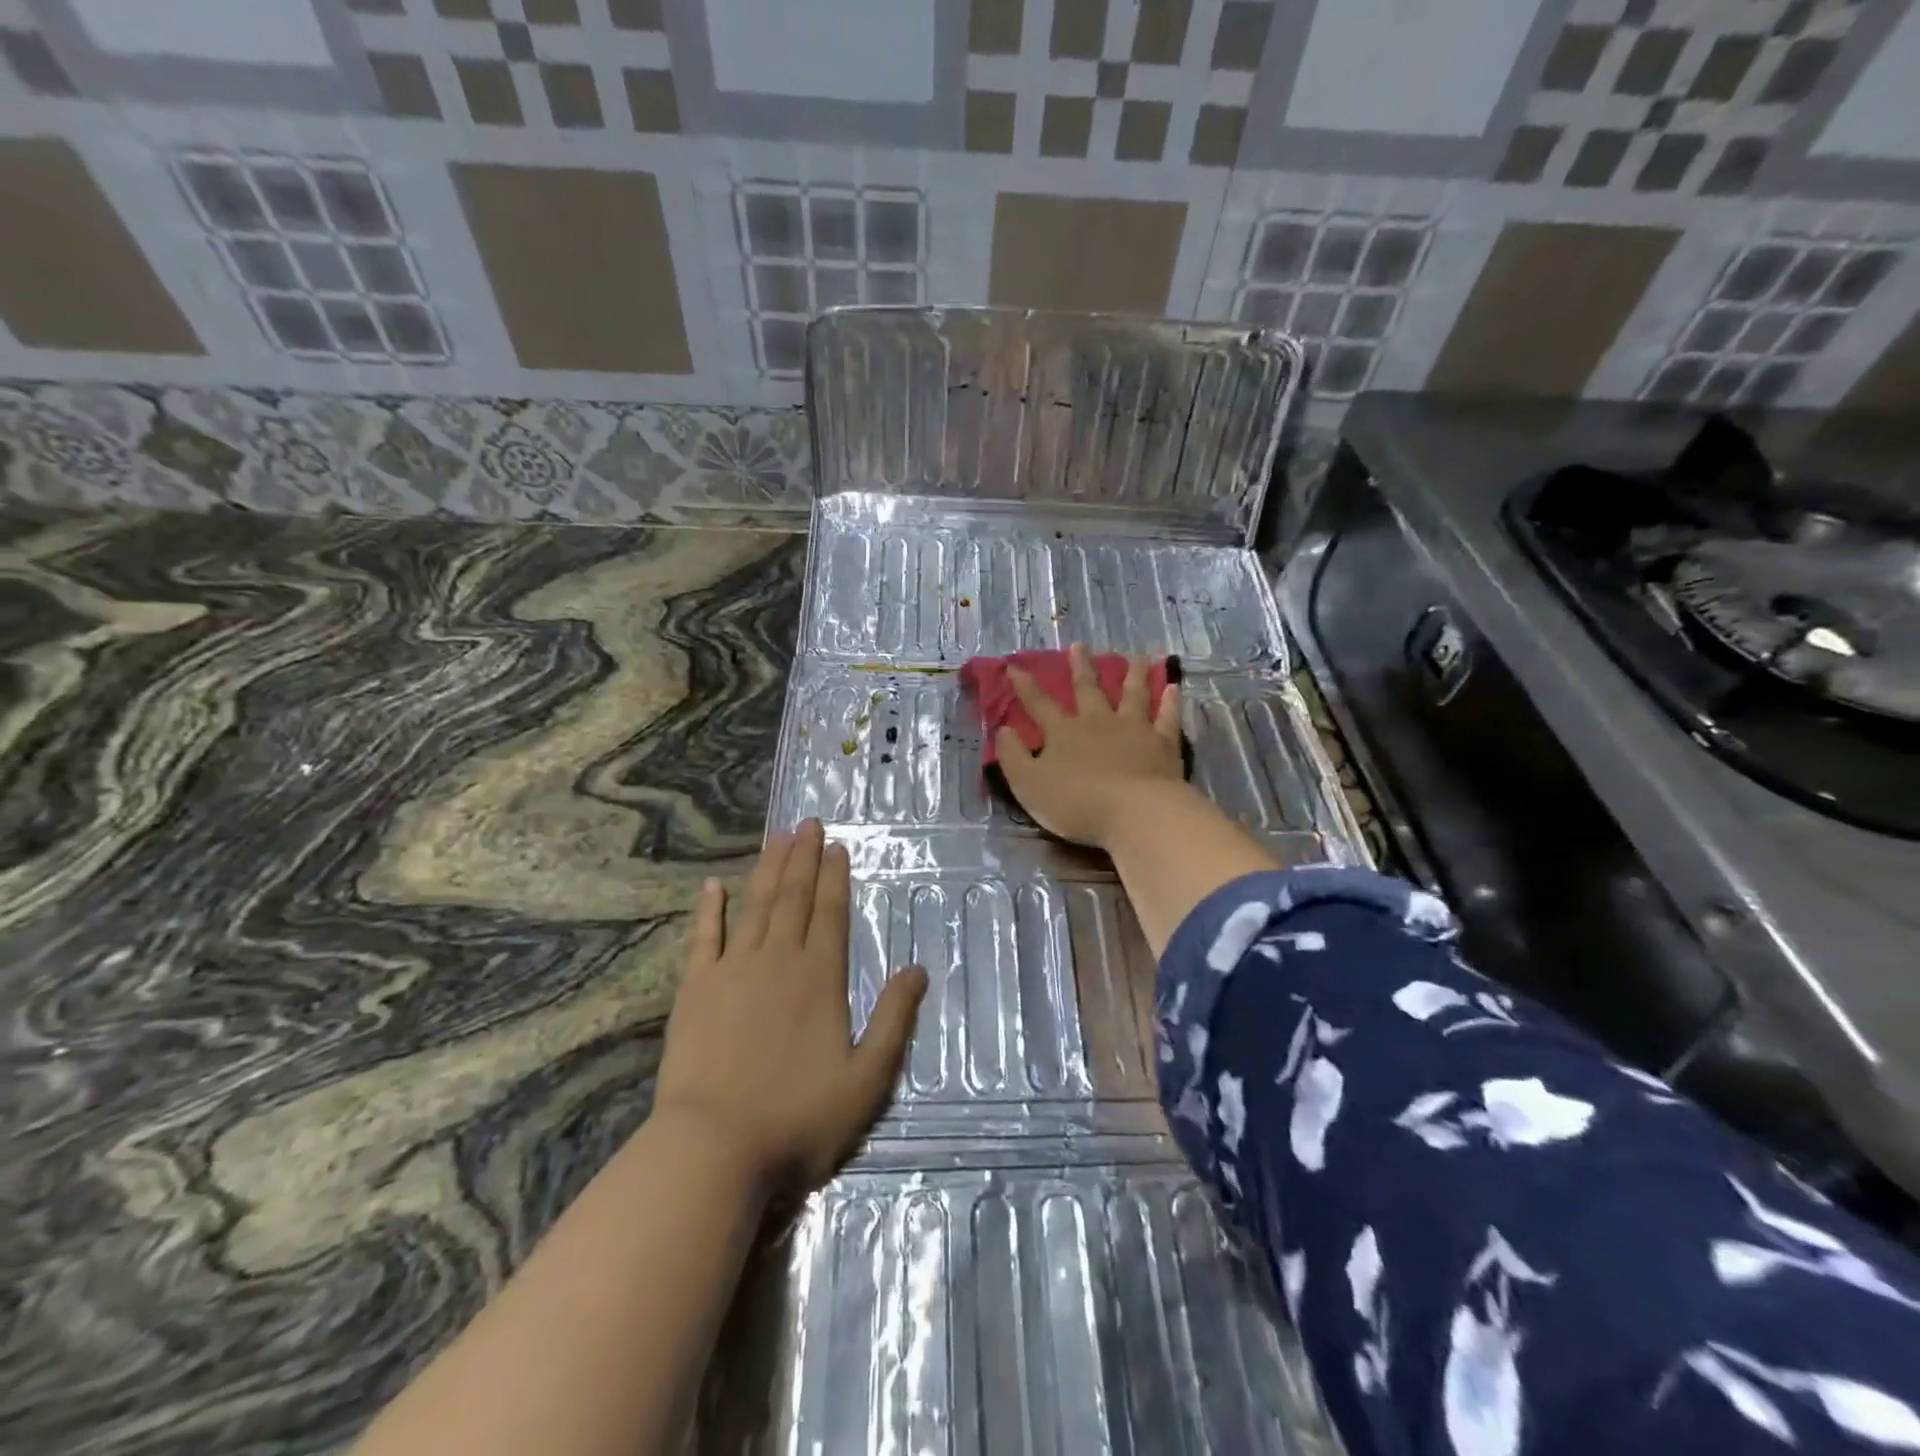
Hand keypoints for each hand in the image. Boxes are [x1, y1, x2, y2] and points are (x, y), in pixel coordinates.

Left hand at [653, 820, 926, 1195]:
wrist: (714, 1148)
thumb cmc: (797, 1118)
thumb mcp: (866, 1080)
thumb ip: (893, 1020)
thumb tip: (917, 969)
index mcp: (819, 978)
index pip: (830, 913)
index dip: (834, 877)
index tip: (837, 846)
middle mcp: (778, 960)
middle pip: (793, 898)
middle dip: (803, 858)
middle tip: (808, 823)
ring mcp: (732, 970)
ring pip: (754, 906)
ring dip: (767, 870)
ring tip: (777, 838)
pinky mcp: (695, 989)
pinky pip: (704, 937)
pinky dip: (709, 909)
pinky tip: (714, 886)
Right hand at [993, 643, 1186, 849]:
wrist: (1135, 812)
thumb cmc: (1076, 803)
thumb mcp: (1028, 785)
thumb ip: (1012, 757)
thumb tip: (1003, 730)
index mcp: (1063, 733)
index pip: (1039, 704)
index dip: (1025, 686)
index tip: (1014, 666)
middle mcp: (1098, 722)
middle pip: (1088, 689)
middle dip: (1081, 667)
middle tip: (1079, 646)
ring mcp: (1134, 729)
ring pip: (1132, 694)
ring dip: (1133, 674)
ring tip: (1137, 657)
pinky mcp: (1163, 743)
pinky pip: (1167, 716)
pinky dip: (1171, 701)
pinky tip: (1174, 686)